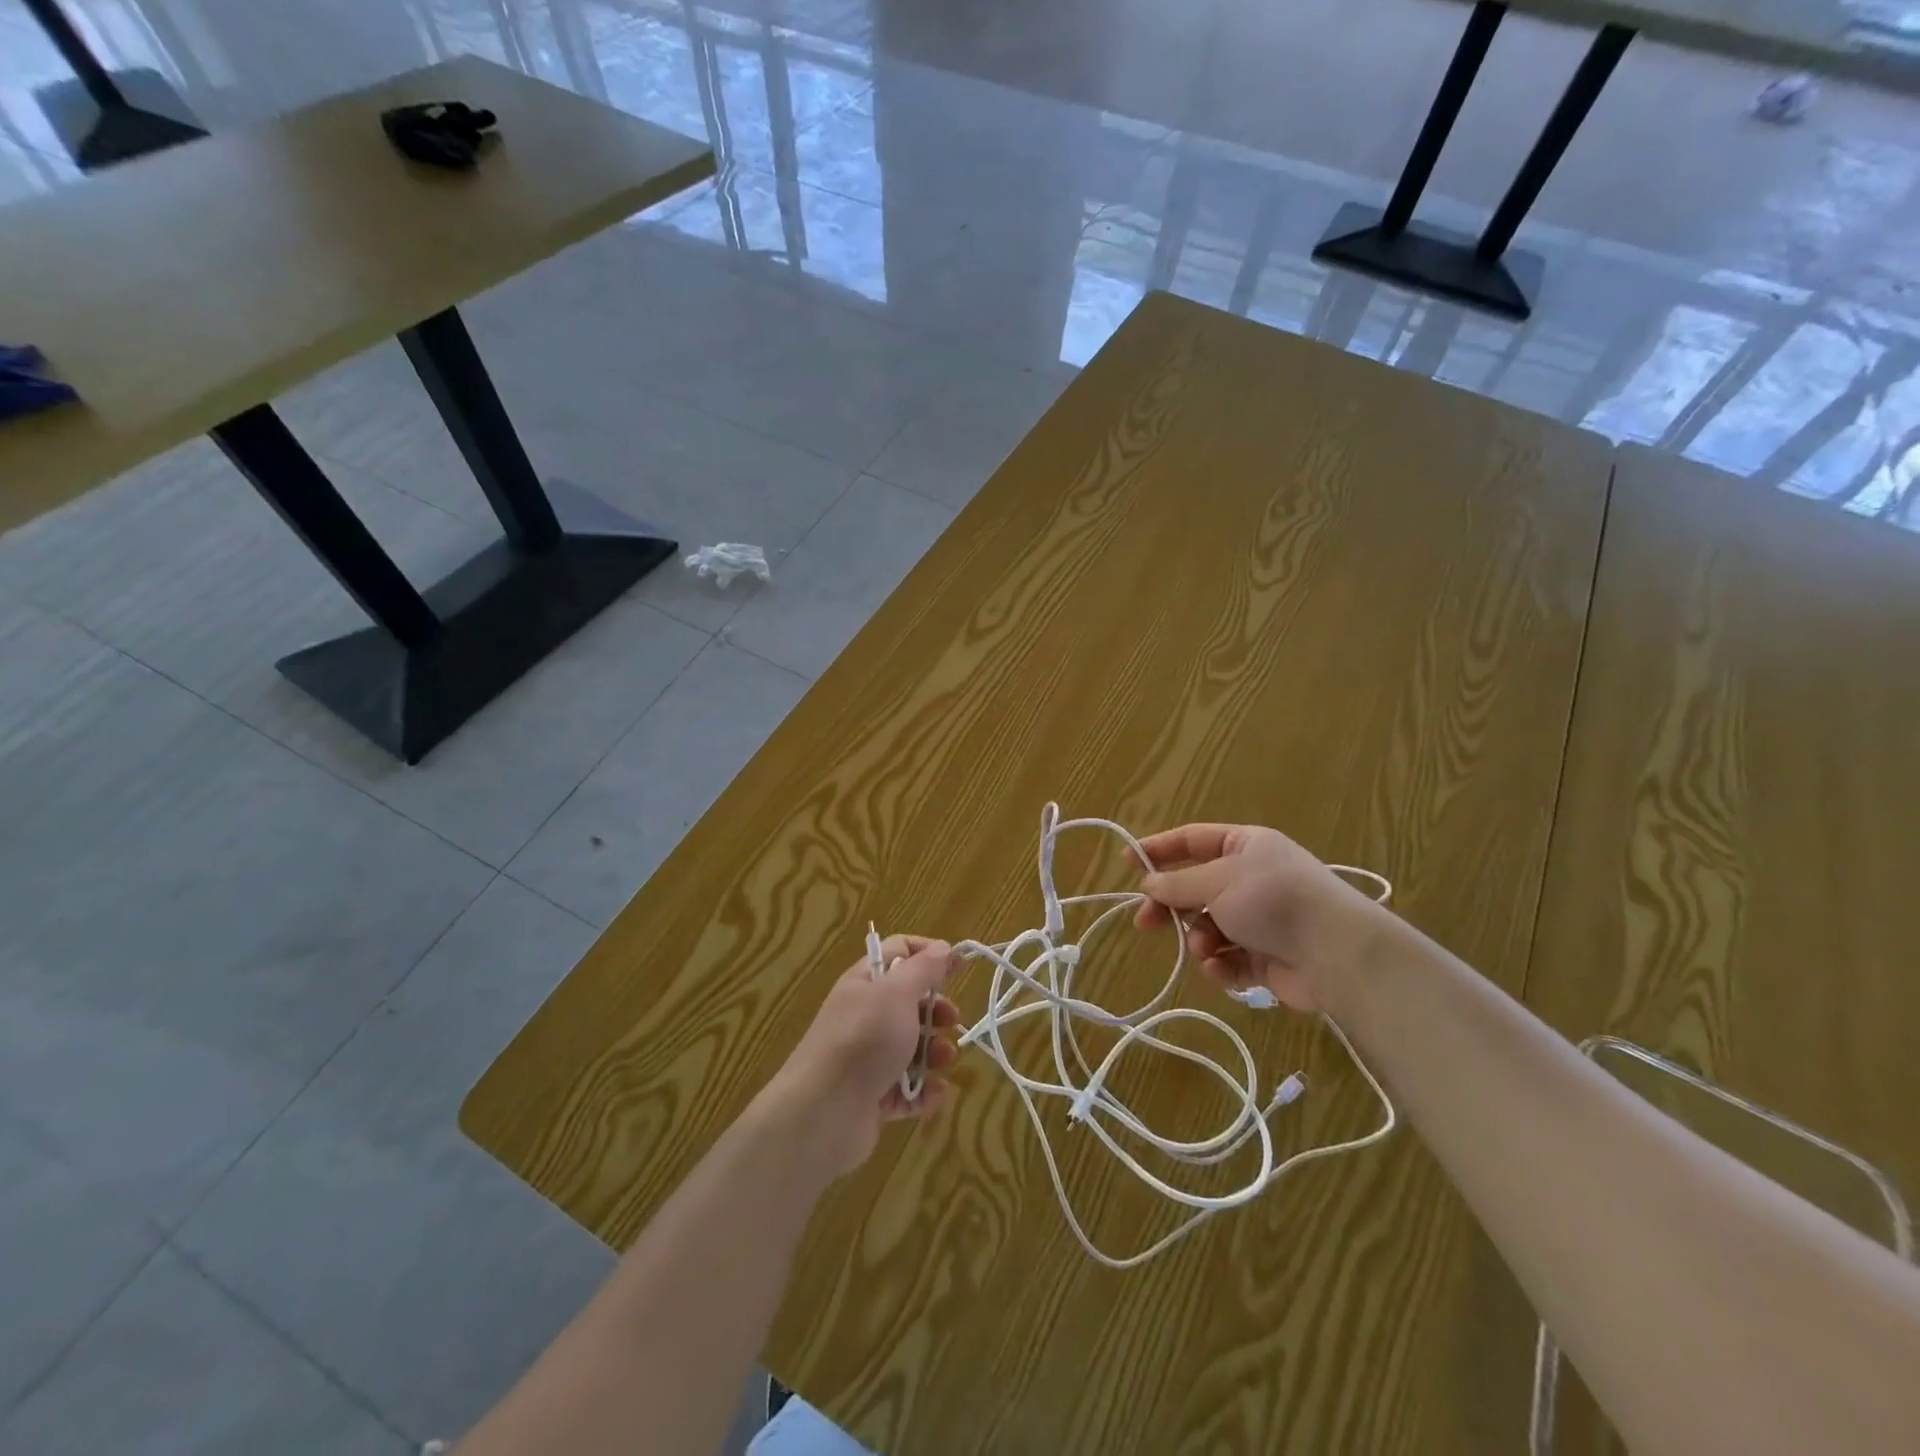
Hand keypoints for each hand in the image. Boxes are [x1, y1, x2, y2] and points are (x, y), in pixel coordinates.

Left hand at [764, 935, 960, 1175]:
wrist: (823, 1112)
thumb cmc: (864, 1040)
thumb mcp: (897, 993)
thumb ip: (923, 968)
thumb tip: (942, 947)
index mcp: (865, 982)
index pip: (899, 952)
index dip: (929, 953)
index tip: (960, 965)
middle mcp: (865, 1016)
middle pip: (909, 1002)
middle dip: (936, 1010)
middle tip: (951, 1019)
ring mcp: (868, 1058)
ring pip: (911, 1047)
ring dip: (934, 1052)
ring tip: (944, 1061)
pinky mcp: (873, 1096)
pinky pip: (907, 1088)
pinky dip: (924, 1090)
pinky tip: (935, 1093)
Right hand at [1133, 824, 1388, 1013]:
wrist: (1337, 954)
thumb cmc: (1272, 900)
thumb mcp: (1216, 882)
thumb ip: (1177, 884)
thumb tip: (1148, 884)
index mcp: (1245, 846)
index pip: (1192, 840)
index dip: (1158, 849)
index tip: (1127, 861)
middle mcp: (1251, 878)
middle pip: (1195, 888)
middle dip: (1171, 907)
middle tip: (1144, 922)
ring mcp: (1260, 919)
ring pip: (1208, 927)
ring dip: (1200, 939)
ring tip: (1206, 950)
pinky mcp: (1267, 957)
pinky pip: (1228, 958)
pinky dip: (1220, 965)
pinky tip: (1221, 969)